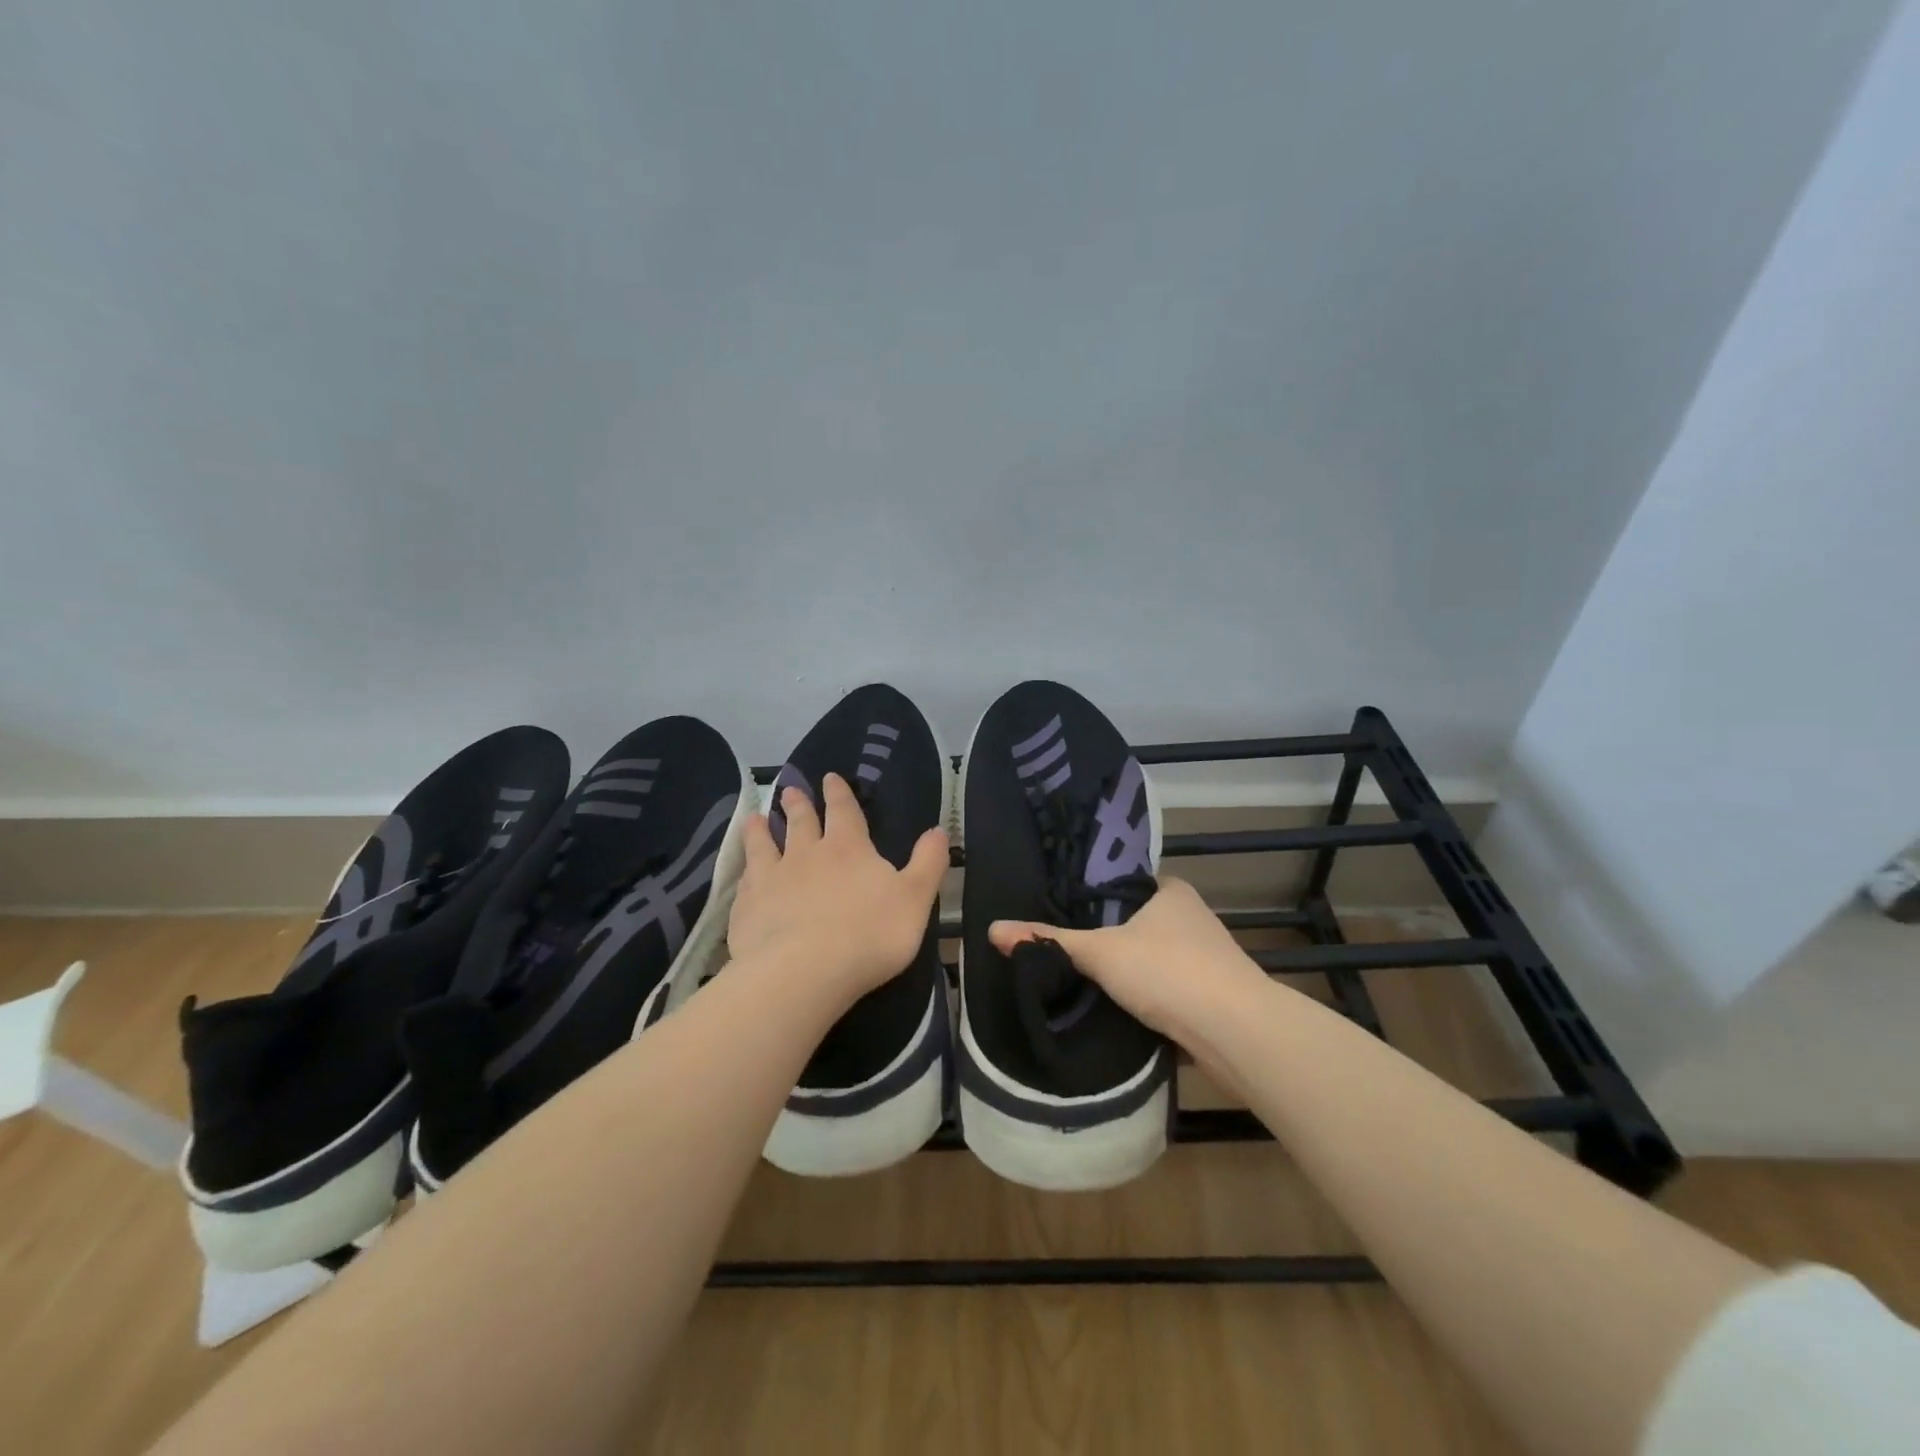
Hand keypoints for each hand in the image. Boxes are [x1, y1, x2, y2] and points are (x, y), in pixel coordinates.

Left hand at [728, 773, 948, 1008]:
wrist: (804, 972)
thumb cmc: (869, 934)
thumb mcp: (914, 898)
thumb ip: (928, 863)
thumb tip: (939, 830)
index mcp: (848, 849)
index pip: (843, 811)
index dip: (838, 794)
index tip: (829, 777)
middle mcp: (806, 855)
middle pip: (800, 822)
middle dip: (798, 805)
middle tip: (789, 790)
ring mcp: (772, 880)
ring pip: (764, 846)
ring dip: (761, 830)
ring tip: (755, 818)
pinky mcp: (746, 908)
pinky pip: (745, 881)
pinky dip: (744, 870)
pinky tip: (742, 871)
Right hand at [988, 878, 1265, 1040]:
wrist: (1238, 1034)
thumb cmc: (1168, 972)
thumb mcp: (1100, 953)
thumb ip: (1049, 941)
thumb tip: (992, 929)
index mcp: (1170, 891)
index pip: (1122, 882)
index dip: (1090, 894)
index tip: (1058, 907)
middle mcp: (1191, 916)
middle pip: (1136, 921)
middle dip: (1105, 935)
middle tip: (1061, 944)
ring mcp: (1206, 957)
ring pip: (1152, 956)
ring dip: (1127, 968)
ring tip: (1081, 976)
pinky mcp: (1212, 995)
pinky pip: (1166, 987)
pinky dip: (1144, 996)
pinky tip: (1116, 1007)